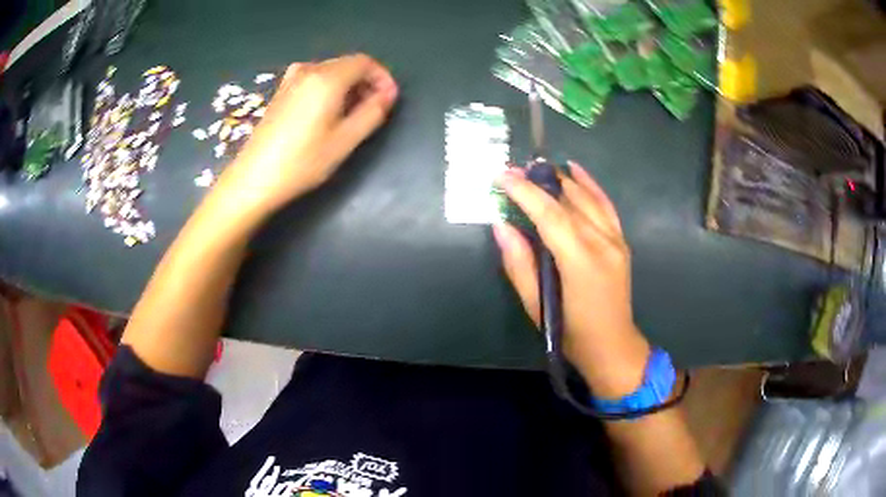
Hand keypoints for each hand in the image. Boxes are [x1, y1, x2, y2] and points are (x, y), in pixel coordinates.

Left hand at [216, 54, 398, 215]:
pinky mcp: (281, 92)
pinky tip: (328, 114)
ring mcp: (291, 80)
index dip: (383, 77)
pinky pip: (314, 80)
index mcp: (326, 78)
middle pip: (347, 64)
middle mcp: (308, 70)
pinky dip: (329, 89)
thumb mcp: (345, 140)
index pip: (365, 62)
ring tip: (353, 115)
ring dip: (348, 86)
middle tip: (375, 110)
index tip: (389, 100)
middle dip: (366, 82)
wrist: (254, 178)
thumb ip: (373, 112)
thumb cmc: (302, 161)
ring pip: (331, 72)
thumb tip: (388, 95)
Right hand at [494, 162, 650, 397]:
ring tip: (536, 167)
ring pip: (587, 197)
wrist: (613, 345)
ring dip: (560, 178)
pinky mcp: (620, 240)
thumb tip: (501, 225)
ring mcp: (615, 239)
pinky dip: (589, 184)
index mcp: (579, 261)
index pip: (549, 215)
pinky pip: (605, 204)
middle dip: (538, 181)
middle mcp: (601, 243)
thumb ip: (519, 264)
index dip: (524, 192)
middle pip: (567, 201)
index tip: (502, 175)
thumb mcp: (536, 305)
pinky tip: (574, 169)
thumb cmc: (570, 333)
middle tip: (512, 170)